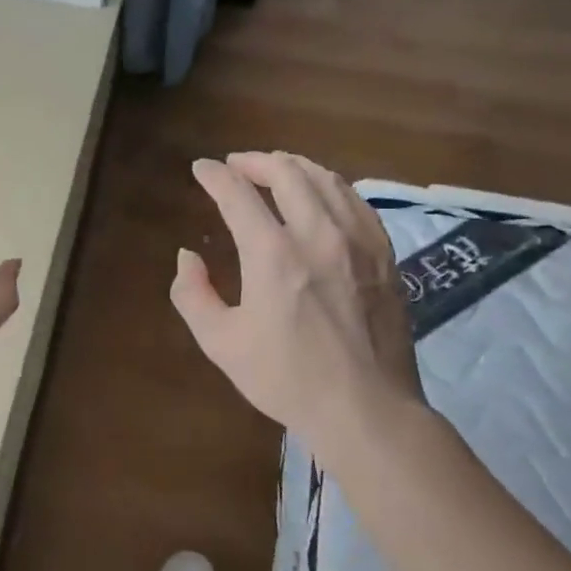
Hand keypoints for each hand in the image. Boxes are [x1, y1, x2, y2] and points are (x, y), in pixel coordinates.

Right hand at [171, 151, 426, 467]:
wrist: (366, 408)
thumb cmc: (287, 378)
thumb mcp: (221, 343)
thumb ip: (192, 294)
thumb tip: (187, 256)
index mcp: (273, 254)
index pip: (237, 194)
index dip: (214, 176)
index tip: (201, 168)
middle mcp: (317, 234)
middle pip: (286, 173)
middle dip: (255, 161)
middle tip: (236, 164)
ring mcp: (358, 241)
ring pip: (326, 179)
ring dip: (294, 166)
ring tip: (276, 167)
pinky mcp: (383, 254)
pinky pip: (356, 201)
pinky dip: (331, 185)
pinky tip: (323, 192)